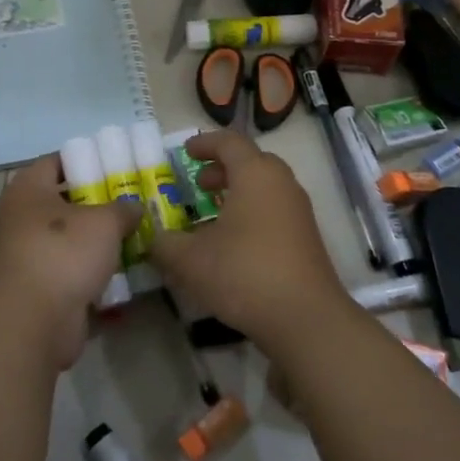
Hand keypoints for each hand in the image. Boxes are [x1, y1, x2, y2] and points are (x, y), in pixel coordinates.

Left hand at [0, 153, 141, 370]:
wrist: (34, 322)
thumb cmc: (64, 252)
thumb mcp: (104, 222)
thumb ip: (122, 209)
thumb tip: (133, 208)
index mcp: (28, 189)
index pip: (56, 161)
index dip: (86, 160)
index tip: (116, 165)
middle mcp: (22, 217)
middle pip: (65, 201)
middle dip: (97, 203)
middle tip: (132, 202)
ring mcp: (28, 255)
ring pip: (70, 239)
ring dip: (97, 241)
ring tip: (134, 235)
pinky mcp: (39, 288)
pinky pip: (71, 271)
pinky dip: (92, 272)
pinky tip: (123, 271)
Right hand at [147, 130, 352, 354]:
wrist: (305, 318)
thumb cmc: (244, 274)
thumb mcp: (190, 260)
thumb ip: (165, 244)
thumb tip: (153, 239)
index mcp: (255, 174)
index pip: (229, 142)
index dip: (205, 144)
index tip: (185, 152)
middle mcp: (281, 183)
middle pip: (251, 161)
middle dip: (222, 168)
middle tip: (199, 184)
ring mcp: (298, 210)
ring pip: (265, 186)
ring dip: (238, 191)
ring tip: (213, 215)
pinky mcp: (306, 237)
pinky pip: (275, 209)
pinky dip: (252, 212)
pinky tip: (234, 242)